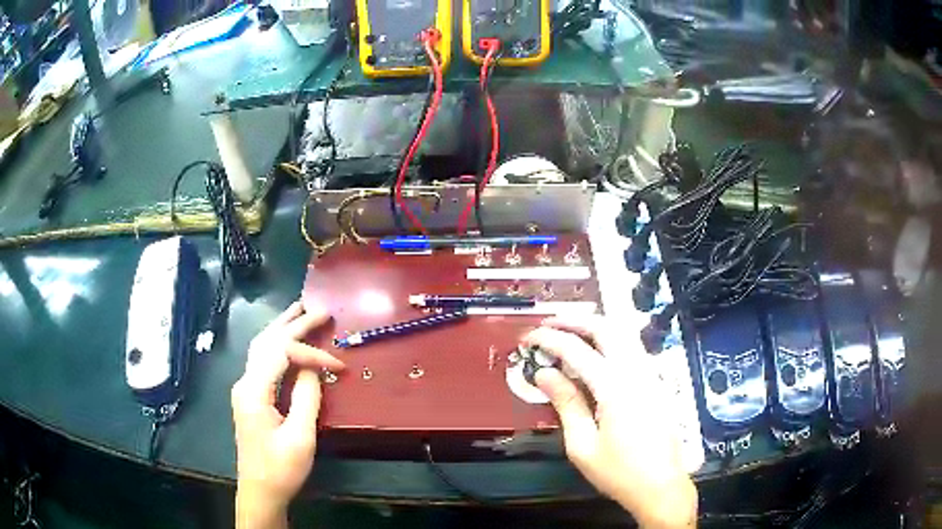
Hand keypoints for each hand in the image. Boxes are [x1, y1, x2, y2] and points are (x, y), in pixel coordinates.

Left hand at [231, 301, 344, 528]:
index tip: (339, 365)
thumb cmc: (281, 468)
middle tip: (319, 310)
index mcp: (254, 391)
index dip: (311, 352)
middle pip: (267, 342)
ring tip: (299, 310)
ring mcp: (245, 389)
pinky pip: (262, 361)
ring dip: (281, 328)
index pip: (281, 353)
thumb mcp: (300, 437)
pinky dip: (276, 344)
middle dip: (293, 324)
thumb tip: (315, 368)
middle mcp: (245, 382)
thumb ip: (307, 397)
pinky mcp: (250, 397)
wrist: (260, 491)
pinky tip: (285, 339)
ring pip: (260, 347)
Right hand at [523, 315, 696, 528]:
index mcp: (615, 387)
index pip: (577, 350)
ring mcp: (650, 375)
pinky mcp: (656, 384)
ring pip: (623, 334)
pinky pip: (631, 350)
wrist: (660, 486)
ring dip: (594, 327)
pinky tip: (595, 357)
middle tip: (549, 325)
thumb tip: (544, 374)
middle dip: (575, 320)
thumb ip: (566, 404)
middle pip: (607, 327)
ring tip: (568, 335)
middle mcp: (637, 372)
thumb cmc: (619, 472)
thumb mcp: (582, 445)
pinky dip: (609, 342)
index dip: (549, 339)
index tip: (528, 338)